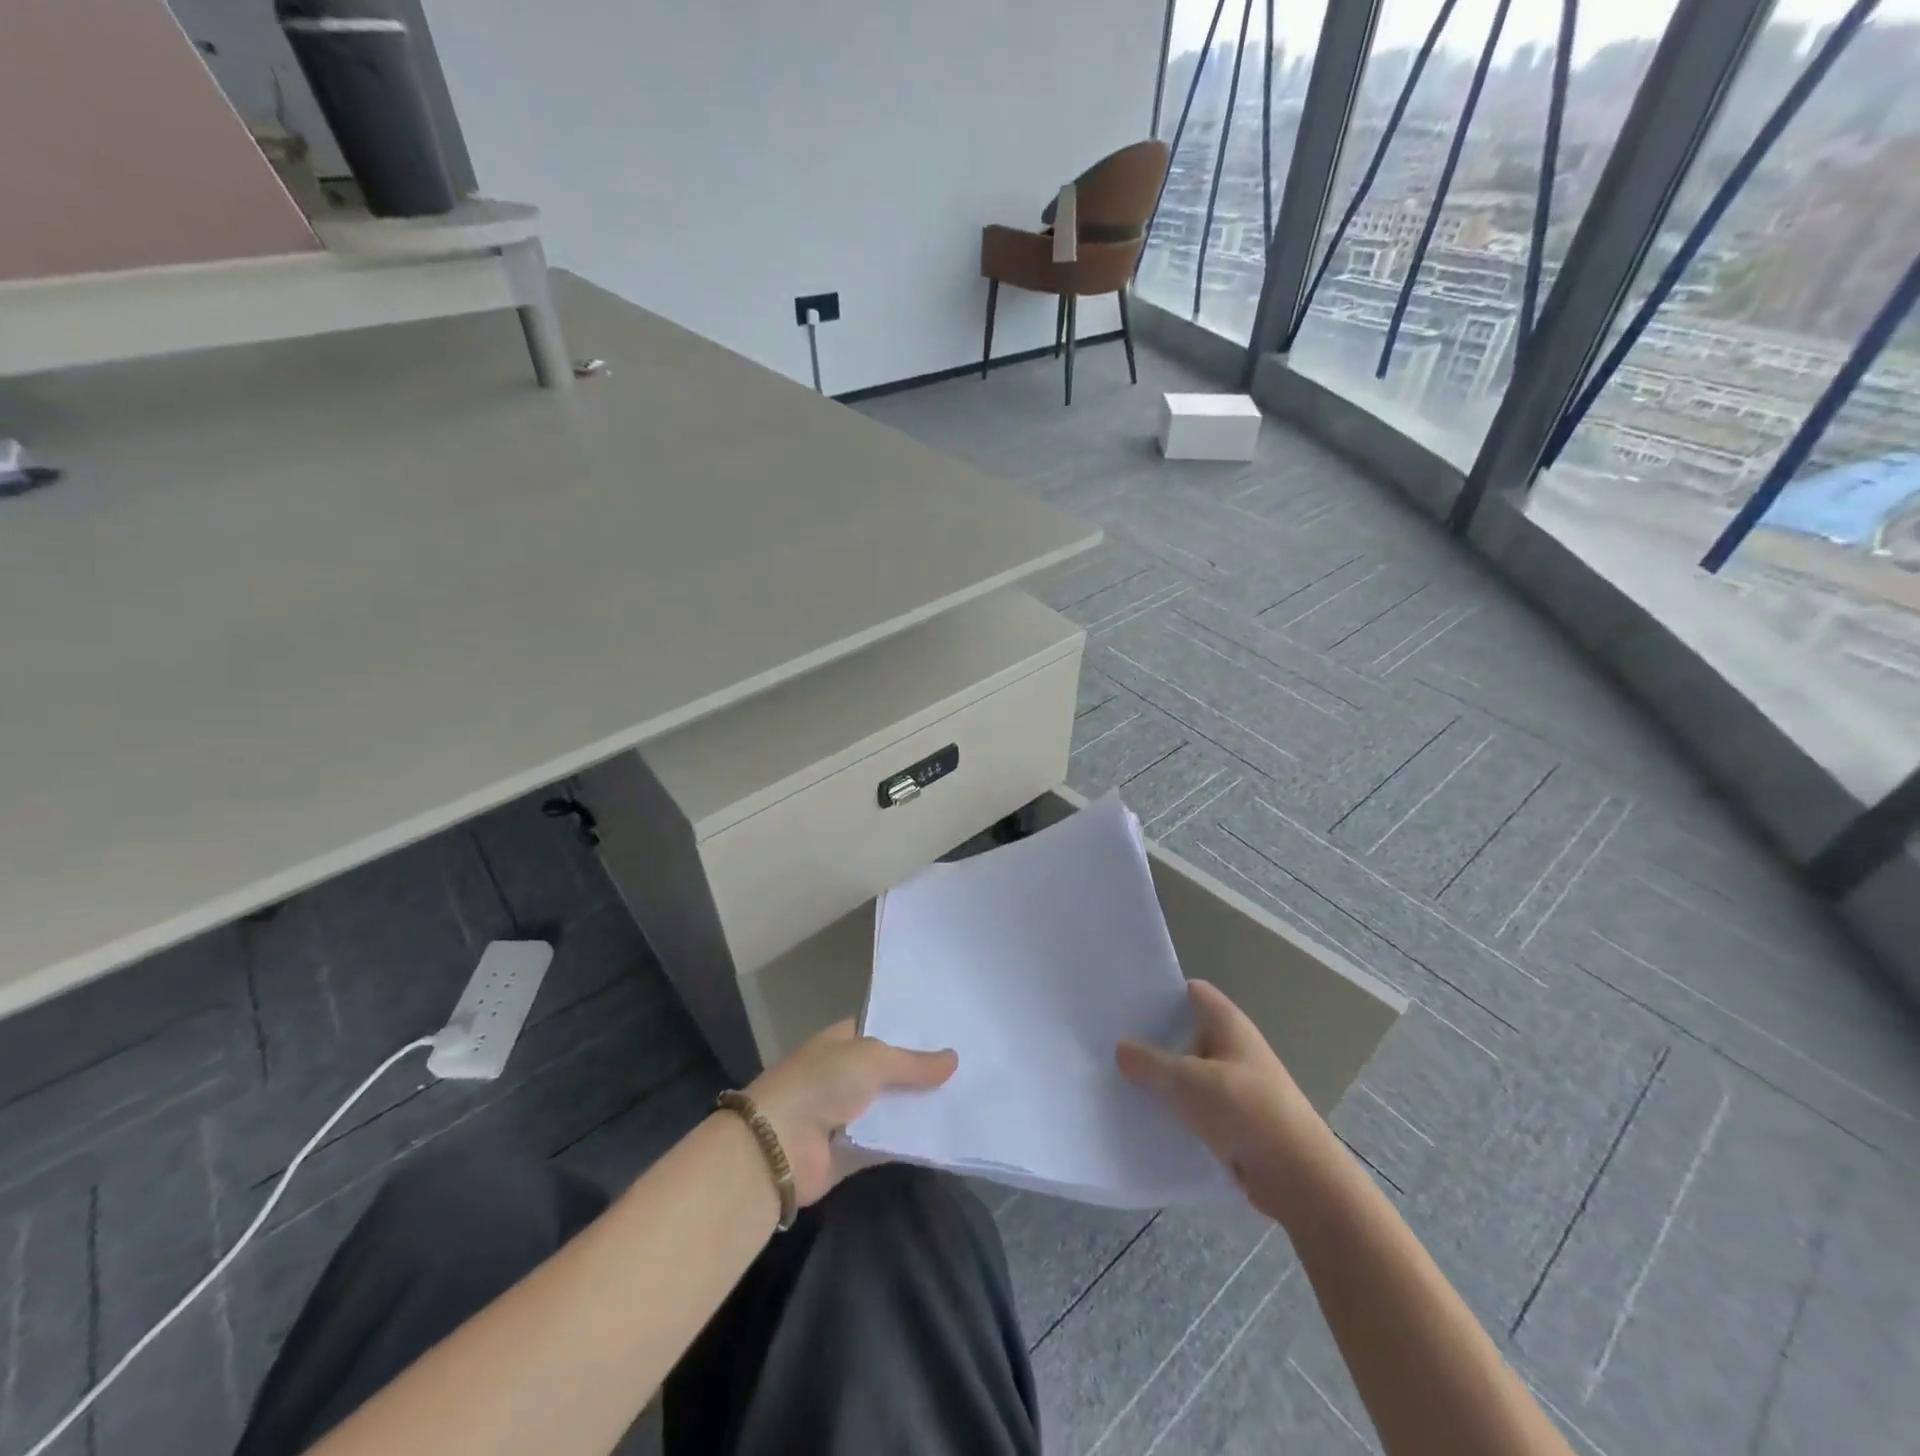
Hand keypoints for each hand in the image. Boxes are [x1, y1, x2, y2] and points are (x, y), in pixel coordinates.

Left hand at [746, 1021, 956, 1205]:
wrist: (778, 1147)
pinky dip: (913, 1140)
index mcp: (843, 1041)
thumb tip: (954, 1058)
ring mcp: (850, 1113)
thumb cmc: (821, 1084)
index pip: (884, 1030)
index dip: (914, 1032)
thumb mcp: (872, 1059)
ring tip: (969, 1098)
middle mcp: (846, 1074)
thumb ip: (913, 1062)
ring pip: (894, 1107)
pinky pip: (891, 1142)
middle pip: (893, 1071)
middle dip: (924, 1072)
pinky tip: (948, 1134)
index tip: (952, 1032)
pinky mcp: (854, 1151)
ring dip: (922, 1107)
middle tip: (973, 1066)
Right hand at [1117, 980, 1337, 1226]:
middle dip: (1152, 1038)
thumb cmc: (1245, 1110)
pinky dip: (1175, 1109)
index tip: (1124, 1000)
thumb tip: (1120, 1047)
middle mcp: (1232, 1048)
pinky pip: (1196, 1105)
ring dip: (1162, 1078)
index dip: (1160, 992)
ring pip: (1188, 1072)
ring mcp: (1235, 1085)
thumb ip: (1150, 1062)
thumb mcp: (1188, 1080)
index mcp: (1228, 1024)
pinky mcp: (1234, 1120)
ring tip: (1117, 1078)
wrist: (1299, 1178)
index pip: (1191, 992)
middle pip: (1186, 1032)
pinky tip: (1145, 1116)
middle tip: (1109, 1041)